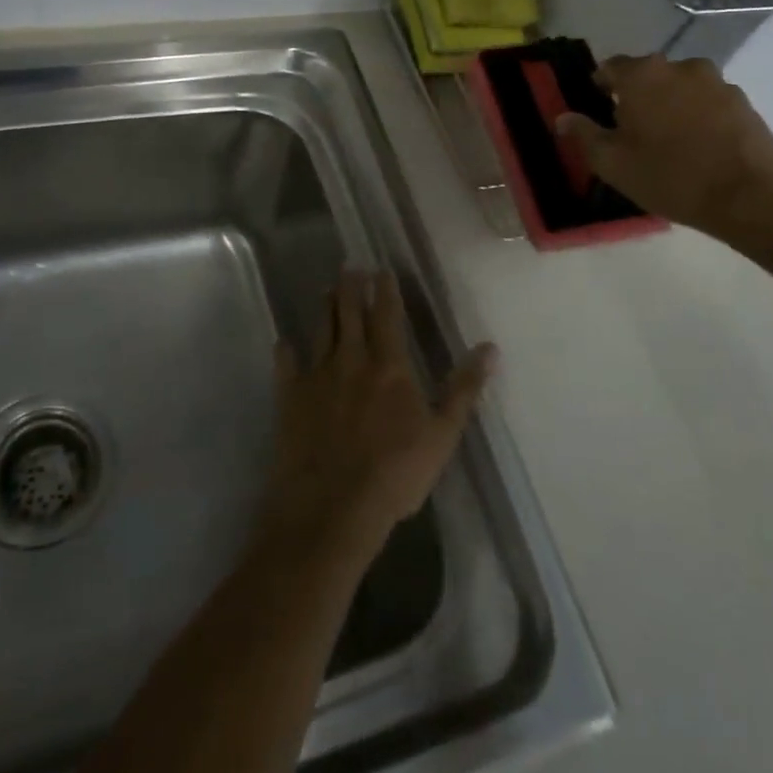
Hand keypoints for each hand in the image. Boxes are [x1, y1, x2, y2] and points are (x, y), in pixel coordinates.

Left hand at [260, 272, 496, 560]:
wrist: (333, 506)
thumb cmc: (395, 473)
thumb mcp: (442, 435)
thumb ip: (464, 389)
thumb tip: (489, 348)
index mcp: (388, 366)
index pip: (387, 316)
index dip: (385, 291)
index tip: (381, 270)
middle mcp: (350, 360)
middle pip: (349, 314)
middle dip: (350, 287)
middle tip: (349, 267)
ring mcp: (317, 376)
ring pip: (320, 330)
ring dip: (325, 307)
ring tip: (326, 290)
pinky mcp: (290, 397)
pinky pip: (286, 365)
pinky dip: (285, 350)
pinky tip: (284, 342)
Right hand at [555, 53, 772, 241]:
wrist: (750, 199)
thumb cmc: (669, 177)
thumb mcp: (611, 163)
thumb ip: (583, 134)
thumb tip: (563, 118)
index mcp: (642, 75)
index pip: (609, 67)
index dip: (600, 88)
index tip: (600, 113)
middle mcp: (679, 66)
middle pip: (647, 75)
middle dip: (637, 96)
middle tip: (632, 131)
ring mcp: (717, 82)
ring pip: (679, 87)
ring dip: (670, 104)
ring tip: (669, 140)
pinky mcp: (743, 101)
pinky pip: (708, 101)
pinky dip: (698, 115)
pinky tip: (699, 146)